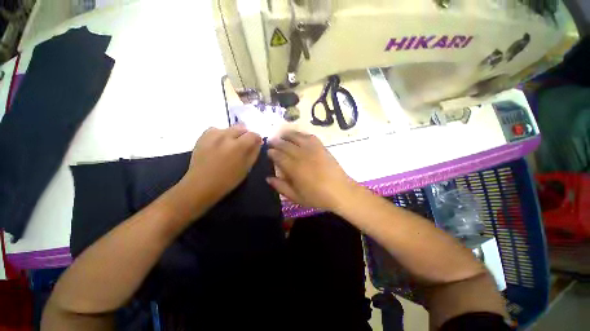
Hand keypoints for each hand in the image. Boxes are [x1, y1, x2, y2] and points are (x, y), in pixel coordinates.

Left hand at [180, 125, 261, 204]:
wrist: (201, 184)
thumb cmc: (228, 180)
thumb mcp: (246, 168)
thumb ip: (254, 153)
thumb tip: (258, 142)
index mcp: (239, 146)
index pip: (253, 134)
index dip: (257, 138)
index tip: (256, 144)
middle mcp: (226, 136)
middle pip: (241, 128)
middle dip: (245, 135)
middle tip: (244, 145)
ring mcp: (213, 135)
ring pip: (229, 128)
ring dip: (233, 134)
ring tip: (230, 145)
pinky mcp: (203, 136)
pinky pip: (216, 129)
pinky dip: (221, 134)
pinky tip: (219, 144)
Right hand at [267, 131, 356, 210]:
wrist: (340, 191)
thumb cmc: (317, 197)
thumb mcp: (296, 197)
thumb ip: (281, 187)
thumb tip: (268, 178)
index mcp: (294, 168)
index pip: (278, 156)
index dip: (272, 153)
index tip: (268, 151)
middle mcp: (302, 156)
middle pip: (285, 145)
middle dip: (276, 142)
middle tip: (271, 141)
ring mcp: (313, 150)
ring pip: (297, 137)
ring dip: (287, 135)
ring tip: (282, 134)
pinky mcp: (322, 147)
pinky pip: (310, 137)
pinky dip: (302, 134)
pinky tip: (298, 135)